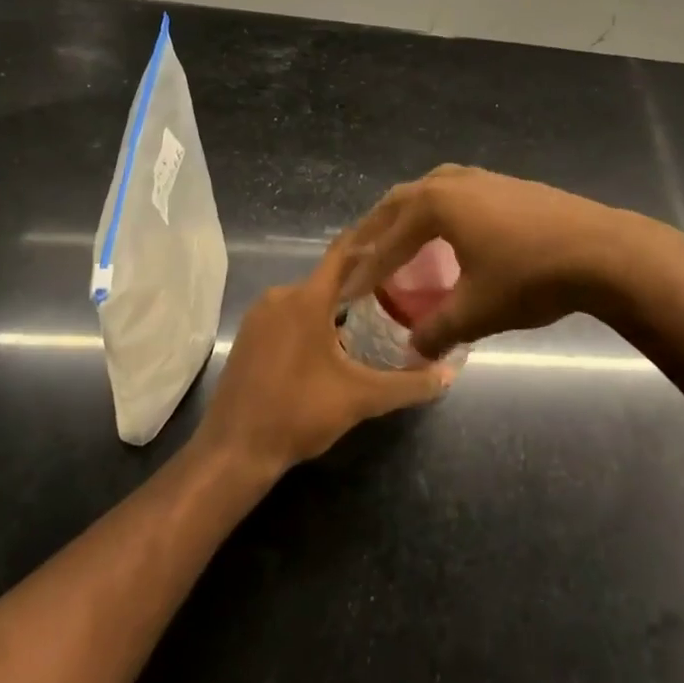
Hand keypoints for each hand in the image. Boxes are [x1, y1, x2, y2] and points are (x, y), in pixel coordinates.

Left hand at [196, 235, 452, 476]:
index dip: (369, 240)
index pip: (343, 253)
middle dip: (359, 282)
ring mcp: (259, 316)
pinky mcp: (248, 336)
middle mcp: (280, 296)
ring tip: (369, 316)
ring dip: (333, 305)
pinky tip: (329, 344)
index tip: (395, 232)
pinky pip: (287, 315)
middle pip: (327, 279)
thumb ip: (408, 384)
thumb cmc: (299, 413)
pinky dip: (310, 320)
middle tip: (394, 288)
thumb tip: (449, 374)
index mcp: (307, 299)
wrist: (234, 451)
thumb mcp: (360, 399)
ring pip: (306, 299)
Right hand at [342, 165, 642, 359]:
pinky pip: (457, 192)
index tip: (347, 291)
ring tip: (400, 239)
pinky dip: (439, 210)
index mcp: (437, 204)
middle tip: (361, 257)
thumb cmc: (530, 276)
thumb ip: (438, 330)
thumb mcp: (477, 311)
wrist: (601, 250)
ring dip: (409, 214)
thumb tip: (413, 351)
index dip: (367, 269)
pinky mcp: (509, 184)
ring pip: (431, 189)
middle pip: (402, 201)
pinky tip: (451, 232)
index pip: (389, 240)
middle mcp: (453, 181)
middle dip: (378, 230)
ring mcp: (484, 178)